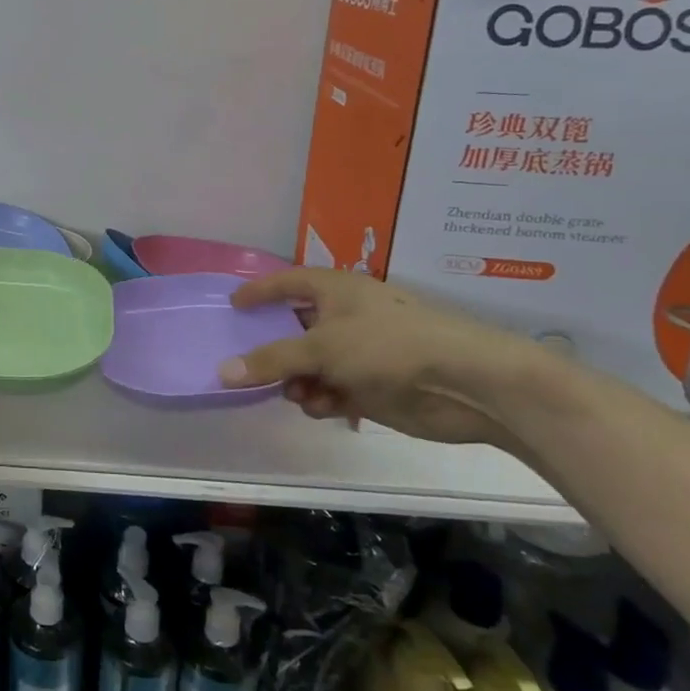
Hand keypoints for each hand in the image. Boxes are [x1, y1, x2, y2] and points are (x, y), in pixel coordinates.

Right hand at [219, 268, 551, 447]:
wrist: (467, 384)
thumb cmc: (389, 346)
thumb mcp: (321, 348)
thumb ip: (272, 360)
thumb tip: (223, 371)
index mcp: (336, 291)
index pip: (288, 282)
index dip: (260, 291)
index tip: (233, 305)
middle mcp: (346, 317)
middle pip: (296, 329)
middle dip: (277, 351)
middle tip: (255, 368)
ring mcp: (361, 352)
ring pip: (312, 365)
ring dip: (299, 381)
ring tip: (300, 395)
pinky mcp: (373, 385)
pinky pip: (333, 389)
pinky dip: (324, 398)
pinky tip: (326, 408)